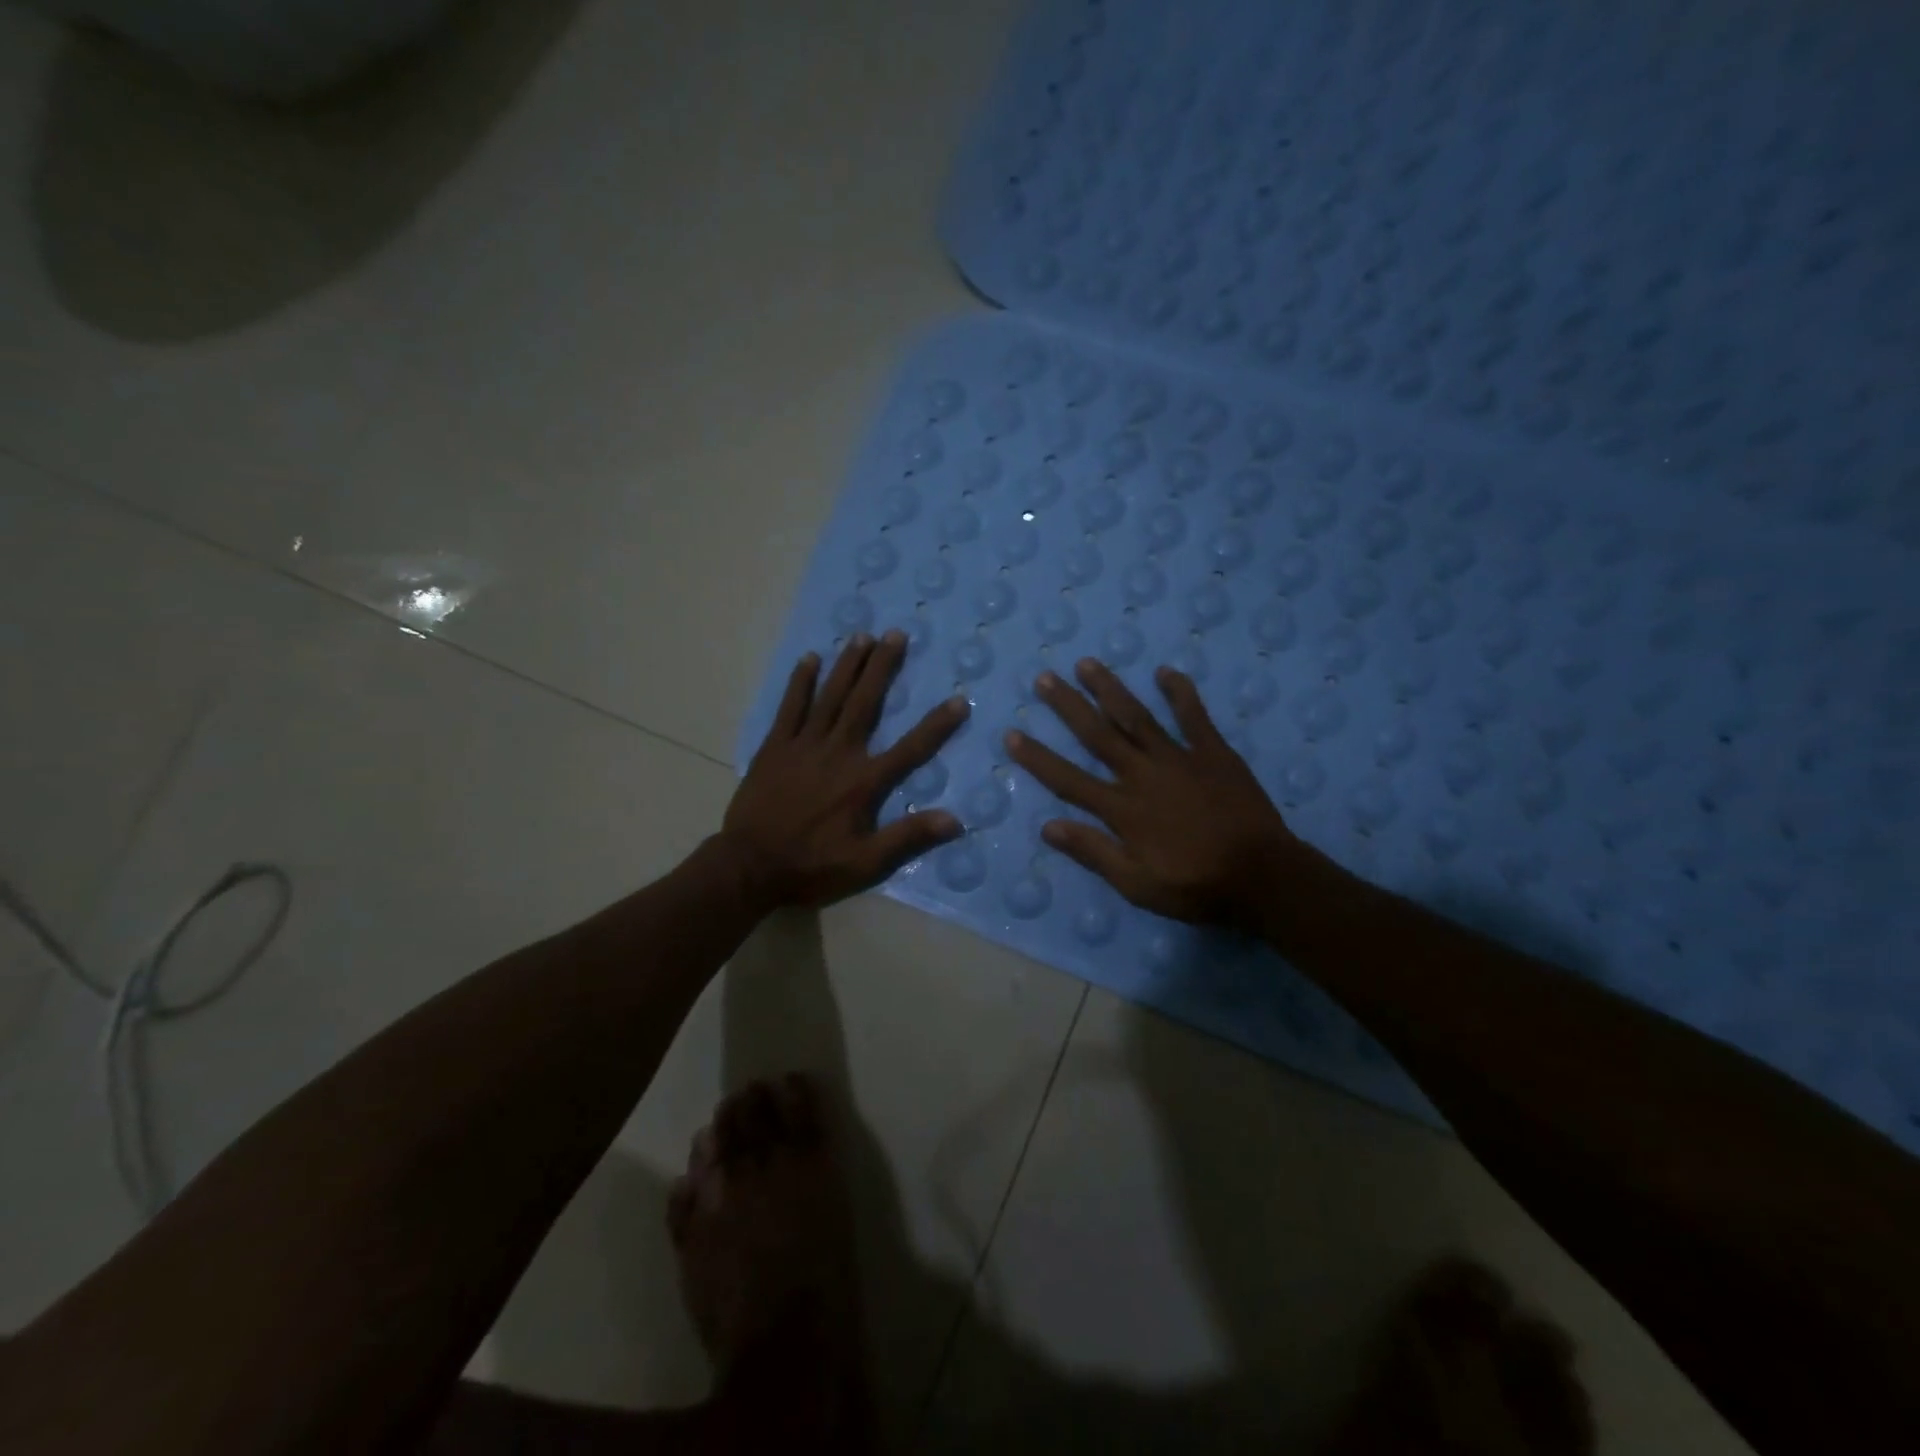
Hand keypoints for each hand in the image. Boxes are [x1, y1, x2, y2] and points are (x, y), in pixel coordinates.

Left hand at [722, 632, 967, 908]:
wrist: (749, 866)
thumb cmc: (811, 866)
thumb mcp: (865, 864)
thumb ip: (908, 838)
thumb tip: (954, 820)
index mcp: (863, 781)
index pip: (910, 748)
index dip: (936, 725)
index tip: (958, 699)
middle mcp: (838, 753)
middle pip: (865, 703)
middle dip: (882, 668)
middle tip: (896, 634)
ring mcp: (803, 745)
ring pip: (830, 697)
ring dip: (847, 665)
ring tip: (862, 635)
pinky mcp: (775, 747)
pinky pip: (790, 707)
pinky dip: (800, 682)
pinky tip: (810, 658)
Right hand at [1004, 658, 1300, 924]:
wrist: (1262, 877)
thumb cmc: (1195, 886)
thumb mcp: (1136, 884)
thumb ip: (1093, 852)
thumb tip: (1048, 827)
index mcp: (1122, 809)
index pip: (1068, 779)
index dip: (1037, 757)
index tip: (1012, 734)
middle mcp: (1142, 774)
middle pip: (1098, 735)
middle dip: (1068, 706)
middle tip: (1044, 678)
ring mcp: (1179, 759)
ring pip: (1136, 717)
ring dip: (1110, 689)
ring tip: (1087, 664)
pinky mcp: (1213, 753)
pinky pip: (1194, 716)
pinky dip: (1180, 692)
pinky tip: (1165, 671)